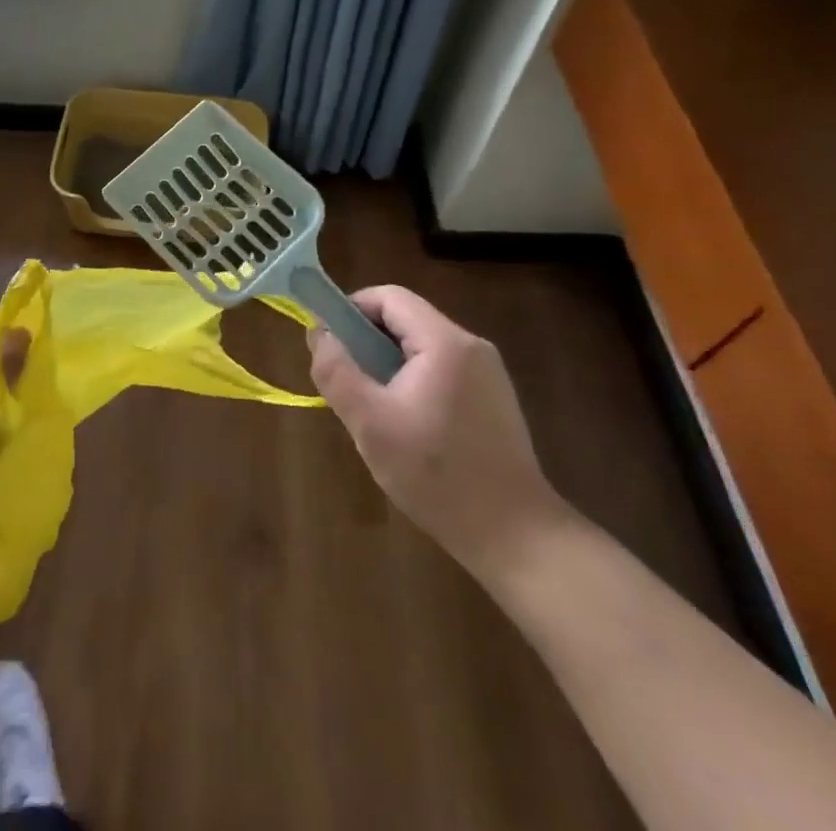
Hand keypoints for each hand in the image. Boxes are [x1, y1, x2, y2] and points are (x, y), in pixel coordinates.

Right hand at [309, 285, 569, 579]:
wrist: (516, 537)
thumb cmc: (437, 475)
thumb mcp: (369, 423)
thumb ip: (336, 371)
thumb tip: (319, 334)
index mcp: (444, 343)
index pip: (389, 297)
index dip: (352, 309)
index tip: (329, 341)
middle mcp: (472, 346)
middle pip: (406, 319)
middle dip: (368, 341)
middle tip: (347, 381)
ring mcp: (488, 373)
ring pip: (422, 347)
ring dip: (389, 364)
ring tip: (374, 408)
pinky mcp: (494, 399)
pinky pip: (442, 369)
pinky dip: (414, 382)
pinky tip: (407, 426)